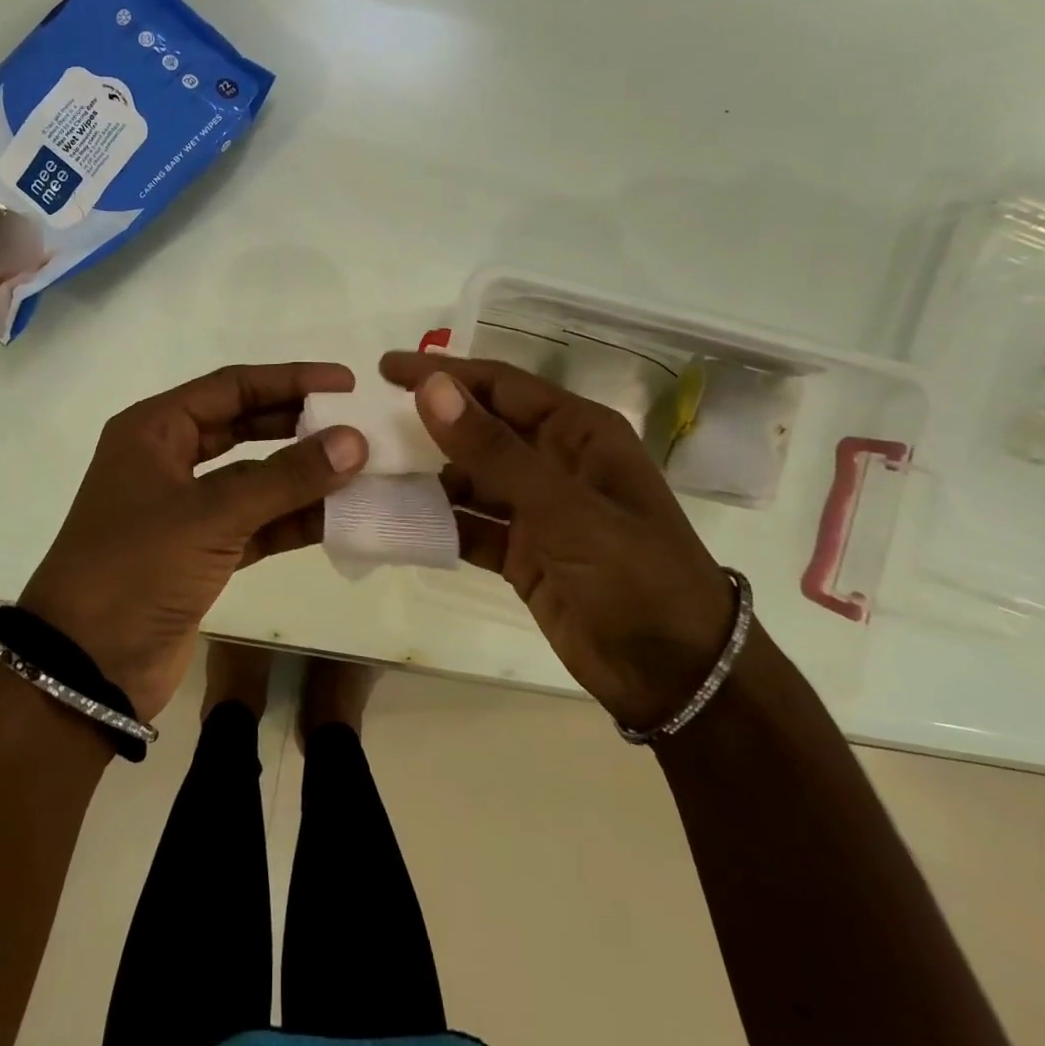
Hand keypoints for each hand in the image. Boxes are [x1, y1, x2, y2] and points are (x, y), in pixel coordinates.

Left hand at [20, 363, 368, 719]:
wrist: (85, 668)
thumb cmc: (136, 569)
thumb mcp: (210, 515)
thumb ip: (285, 477)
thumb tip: (355, 440)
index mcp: (154, 430)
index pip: (232, 387)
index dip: (290, 380)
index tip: (345, 383)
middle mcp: (168, 459)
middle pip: (244, 425)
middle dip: (298, 424)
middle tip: (355, 423)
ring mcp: (185, 508)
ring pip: (254, 477)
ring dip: (302, 476)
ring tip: (361, 470)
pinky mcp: (201, 552)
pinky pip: (256, 522)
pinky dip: (292, 519)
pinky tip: (338, 517)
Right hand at [381, 352, 734, 729]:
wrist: (677, 676)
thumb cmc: (633, 575)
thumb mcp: (563, 507)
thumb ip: (494, 449)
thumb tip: (432, 387)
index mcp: (578, 432)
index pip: (500, 385)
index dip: (444, 373)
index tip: (385, 369)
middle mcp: (555, 461)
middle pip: (481, 428)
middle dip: (429, 422)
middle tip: (367, 422)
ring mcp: (539, 509)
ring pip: (471, 478)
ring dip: (427, 475)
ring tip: (371, 472)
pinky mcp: (524, 551)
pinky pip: (471, 525)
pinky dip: (439, 522)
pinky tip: (399, 520)